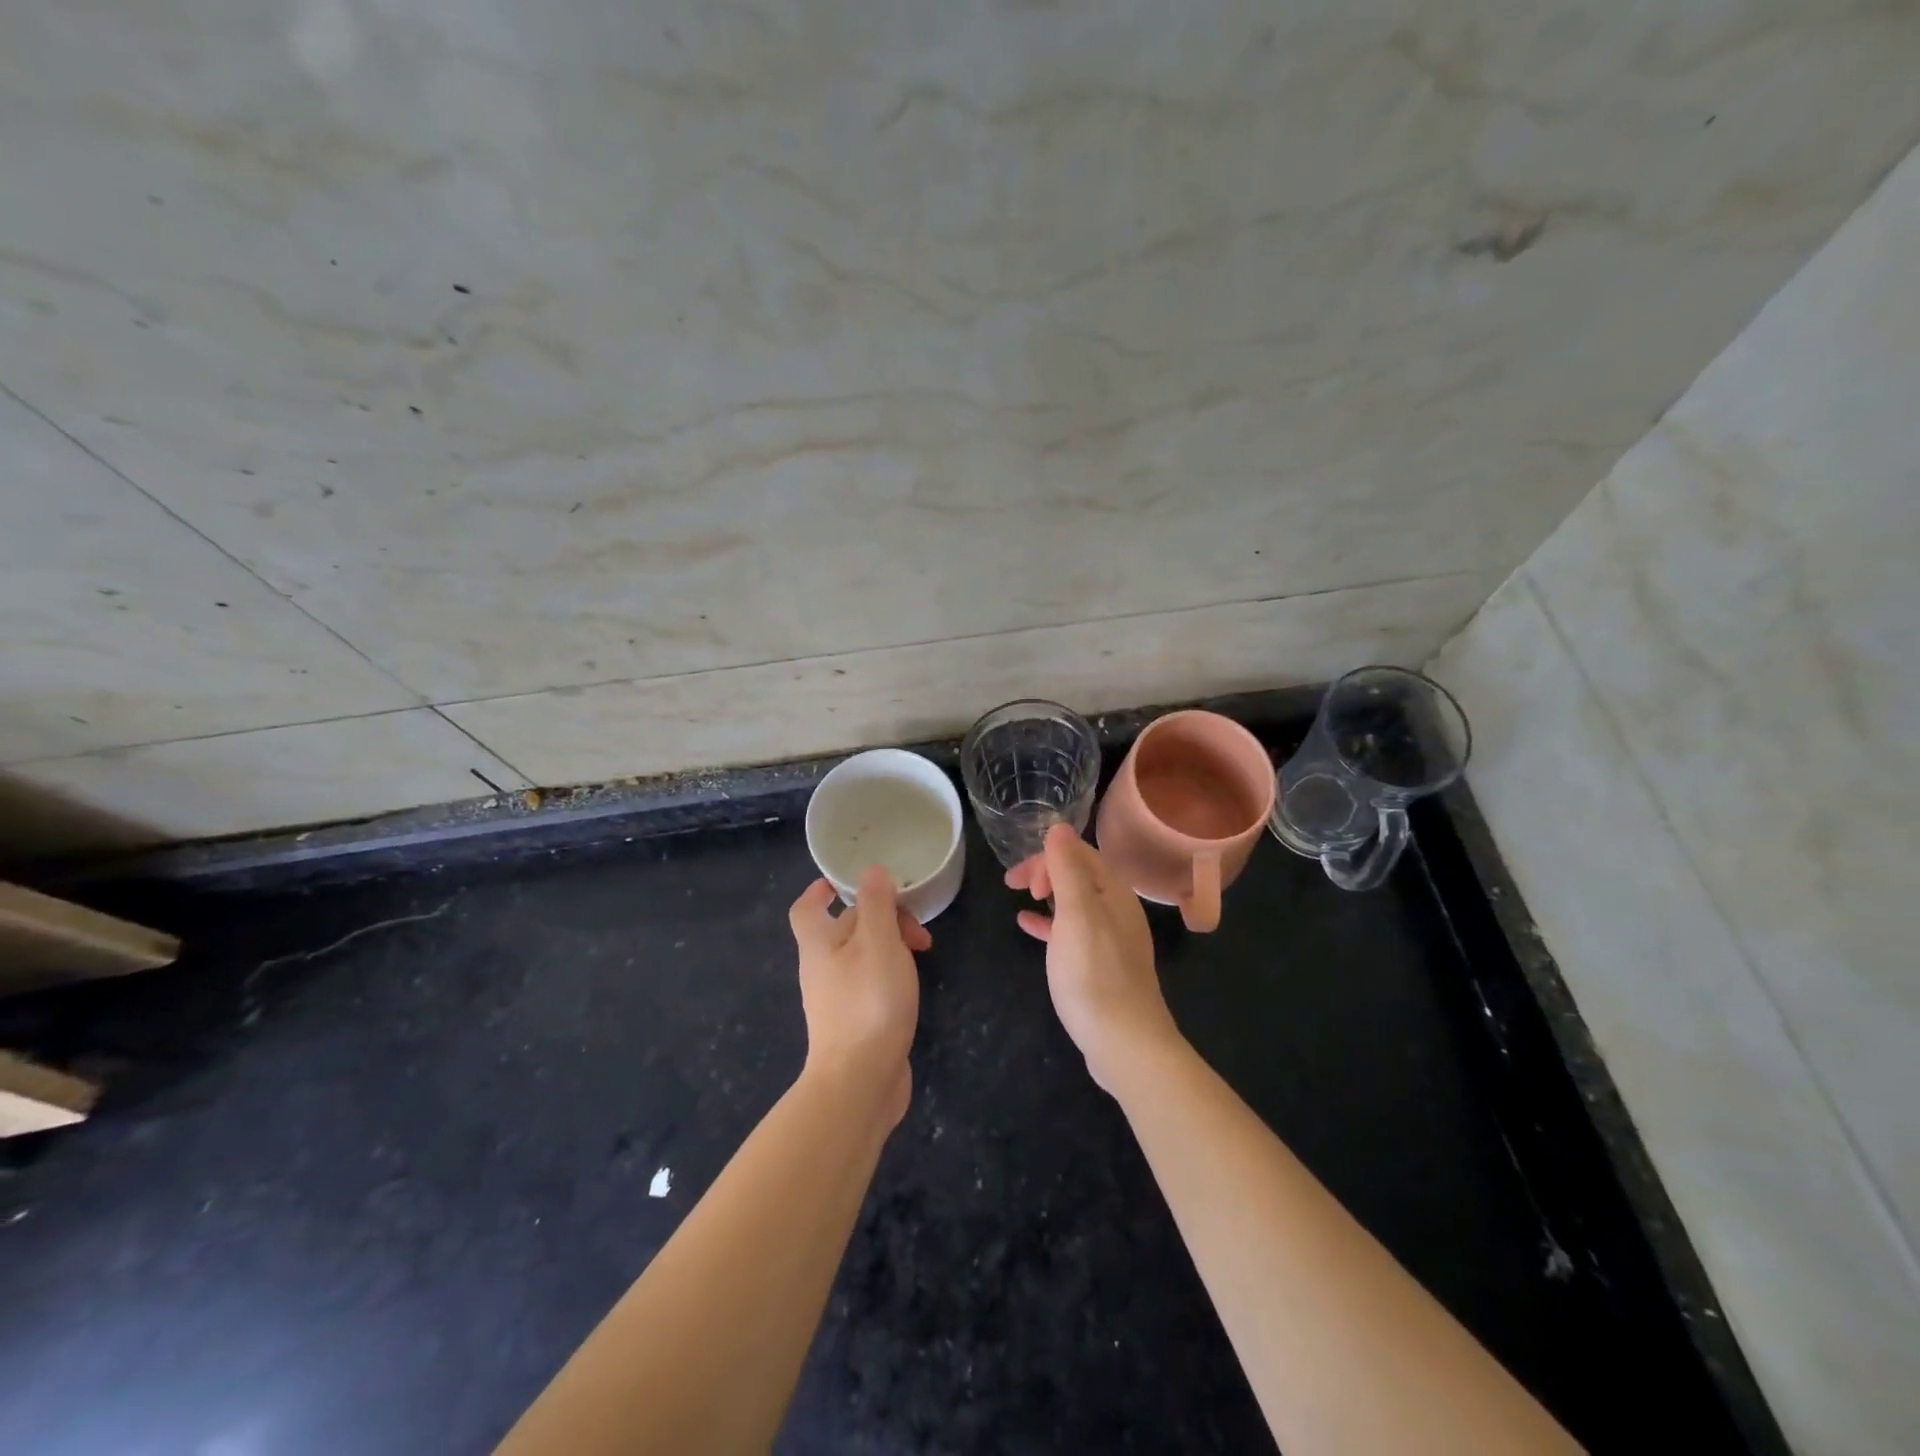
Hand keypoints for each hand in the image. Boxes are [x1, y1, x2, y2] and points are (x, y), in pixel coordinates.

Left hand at [788, 867, 928, 1124]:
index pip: (807, 908)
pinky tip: (912, 985)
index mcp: (819, 944)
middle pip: (844, 928)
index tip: (842, 881)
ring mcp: (836, 999)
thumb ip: (876, 903)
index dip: (821, 890)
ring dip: (889, 945)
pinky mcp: (854, 1023)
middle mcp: (821, 969)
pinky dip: (890, 973)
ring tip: (922, 952)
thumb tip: (871, 870)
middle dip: (879, 917)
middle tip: (916, 926)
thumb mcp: (878, 941)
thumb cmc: (868, 1002)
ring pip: (861, 956)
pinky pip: (869, 984)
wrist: (860, 1081)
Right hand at [1006, 823, 1183, 1092]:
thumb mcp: (1076, 914)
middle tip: (1014, 886)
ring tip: (1020, 899)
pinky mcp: (1101, 965)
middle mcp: (1117, 908)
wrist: (1125, 1043)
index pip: (1079, 853)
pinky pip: (1072, 930)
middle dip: (1045, 871)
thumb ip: (1067, 869)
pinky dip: (1049, 923)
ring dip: (1047, 893)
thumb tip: (1058, 827)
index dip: (1046, 856)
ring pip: (1074, 901)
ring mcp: (1111, 938)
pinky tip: (1028, 928)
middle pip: (1078, 873)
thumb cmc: (1094, 974)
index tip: (1019, 880)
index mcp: (1114, 892)